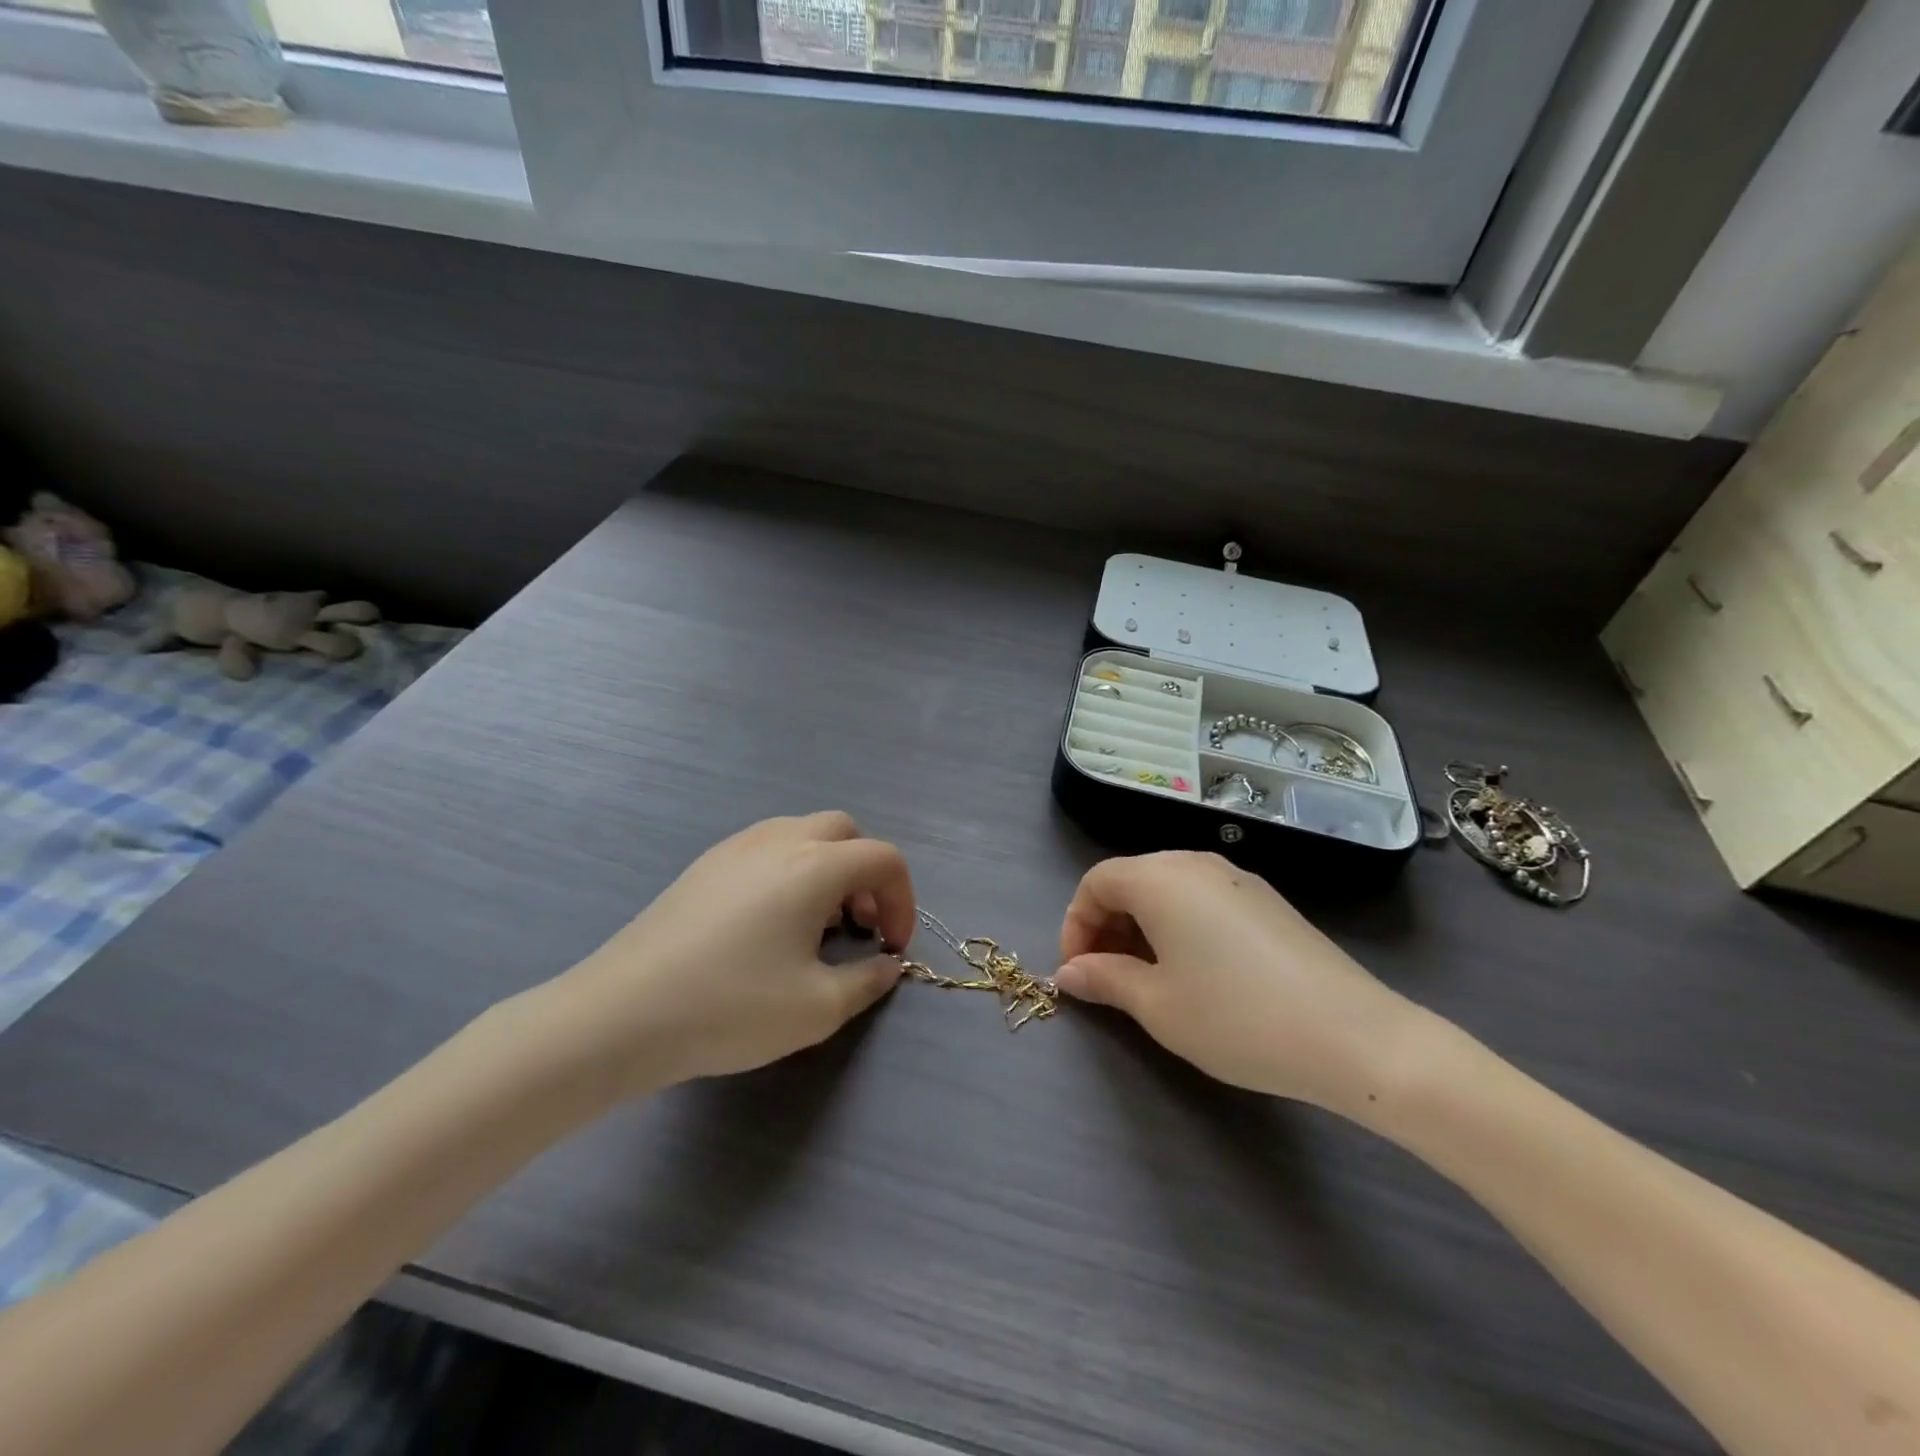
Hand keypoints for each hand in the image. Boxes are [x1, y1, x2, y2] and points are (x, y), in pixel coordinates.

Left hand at [533, 812, 912, 1099]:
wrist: (621, 1014)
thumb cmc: (730, 1007)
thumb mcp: (816, 1008)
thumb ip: (867, 981)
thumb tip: (887, 965)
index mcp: (814, 866)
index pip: (883, 859)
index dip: (903, 901)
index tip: (891, 948)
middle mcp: (779, 841)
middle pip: (845, 832)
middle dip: (866, 874)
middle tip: (858, 926)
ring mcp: (736, 847)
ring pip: (803, 834)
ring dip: (828, 868)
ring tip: (815, 926)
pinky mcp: (704, 865)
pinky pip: (767, 848)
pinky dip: (791, 871)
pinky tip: (769, 924)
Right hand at [1054, 852, 1422, 1114]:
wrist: (1352, 1036)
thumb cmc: (1235, 1017)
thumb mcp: (1157, 1005)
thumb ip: (1105, 979)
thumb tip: (1068, 972)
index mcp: (1160, 878)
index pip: (1096, 882)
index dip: (1075, 924)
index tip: (1079, 972)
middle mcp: (1196, 863)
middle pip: (1131, 879)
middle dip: (1107, 924)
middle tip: (1107, 977)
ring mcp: (1237, 878)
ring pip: (1168, 889)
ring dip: (1142, 926)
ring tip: (1148, 978)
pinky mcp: (1267, 900)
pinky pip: (1203, 899)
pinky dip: (1180, 925)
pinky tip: (1196, 971)